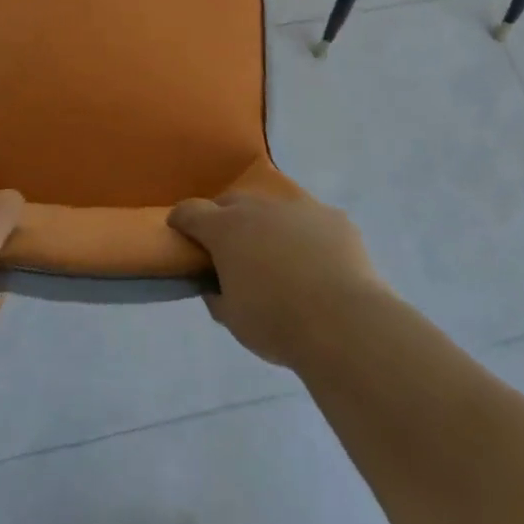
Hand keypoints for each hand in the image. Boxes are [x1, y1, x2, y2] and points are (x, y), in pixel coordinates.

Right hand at [168, 186, 388, 368]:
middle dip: (224, 218)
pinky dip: (307, 237)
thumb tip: (215, 285)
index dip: (181, 219)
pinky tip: (318, 265)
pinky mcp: (334, 218)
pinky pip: (312, 222)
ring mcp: (300, 208)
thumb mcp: (232, 318)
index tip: (179, 230)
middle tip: (228, 246)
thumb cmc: (276, 322)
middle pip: (232, 201)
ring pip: (275, 209)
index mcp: (227, 229)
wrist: (344, 322)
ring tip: (278, 256)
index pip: (191, 211)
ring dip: (268, 225)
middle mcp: (260, 208)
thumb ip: (217, 295)